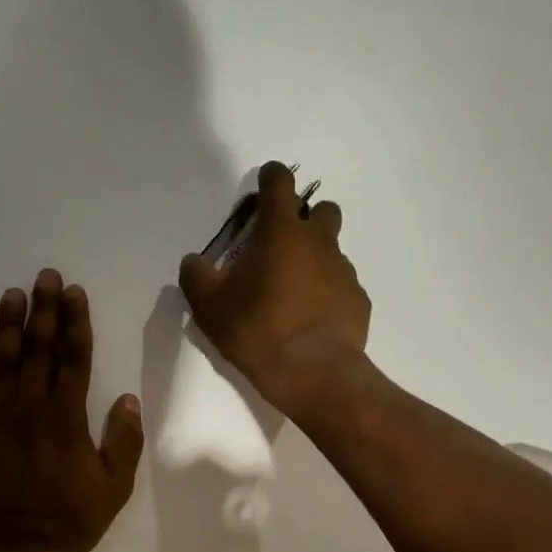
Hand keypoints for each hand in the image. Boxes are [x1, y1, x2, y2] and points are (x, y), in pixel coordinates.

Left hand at [0, 270, 144, 551]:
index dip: (75, 323)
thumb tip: (128, 399)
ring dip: (9, 326)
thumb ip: (124, 441)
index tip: (75, 293)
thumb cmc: (72, 521)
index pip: (74, 359)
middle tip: (45, 277)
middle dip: (44, 311)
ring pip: (3, 363)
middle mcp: (31, 410)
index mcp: (68, 419)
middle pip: (39, 351)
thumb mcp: (115, 487)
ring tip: (12, 294)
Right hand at [179, 162, 370, 416]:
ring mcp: (344, 271)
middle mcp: (319, 242)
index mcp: (282, 232)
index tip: (262, 187)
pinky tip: (312, 319)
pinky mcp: (358, 300)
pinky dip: (327, 293)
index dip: (271, 177)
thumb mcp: (210, 308)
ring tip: (293, 291)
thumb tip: (194, 262)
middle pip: (322, 209)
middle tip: (281, 246)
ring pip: (332, 250)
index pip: (280, 183)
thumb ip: (197, 277)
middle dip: (304, 218)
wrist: (314, 374)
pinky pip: (342, 285)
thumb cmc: (257, 331)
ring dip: (315, 258)